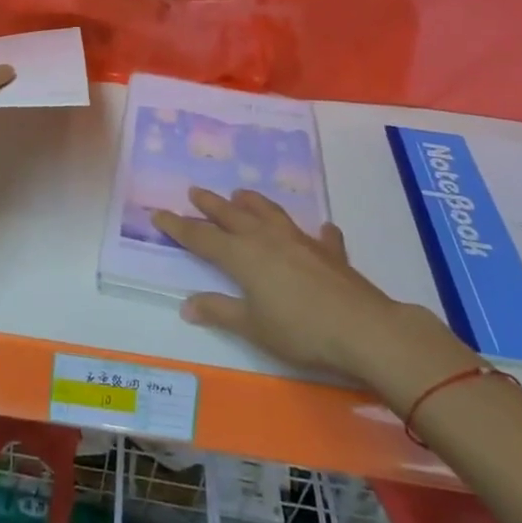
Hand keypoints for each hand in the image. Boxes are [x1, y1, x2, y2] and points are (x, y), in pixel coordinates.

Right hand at [154, 189, 476, 407]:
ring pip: (269, 213)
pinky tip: (321, 230)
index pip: (201, 237)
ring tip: (240, 194)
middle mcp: (266, 239)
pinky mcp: (329, 252)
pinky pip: (319, 236)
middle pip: (231, 215)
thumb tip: (186, 304)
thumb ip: (220, 312)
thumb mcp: (253, 327)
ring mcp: (299, 240)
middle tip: (194, 191)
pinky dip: (316, 232)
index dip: (178, 226)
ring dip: (252, 202)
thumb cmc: (300, 331)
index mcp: (242, 256)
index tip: (158, 213)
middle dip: (210, 204)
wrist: (363, 328)